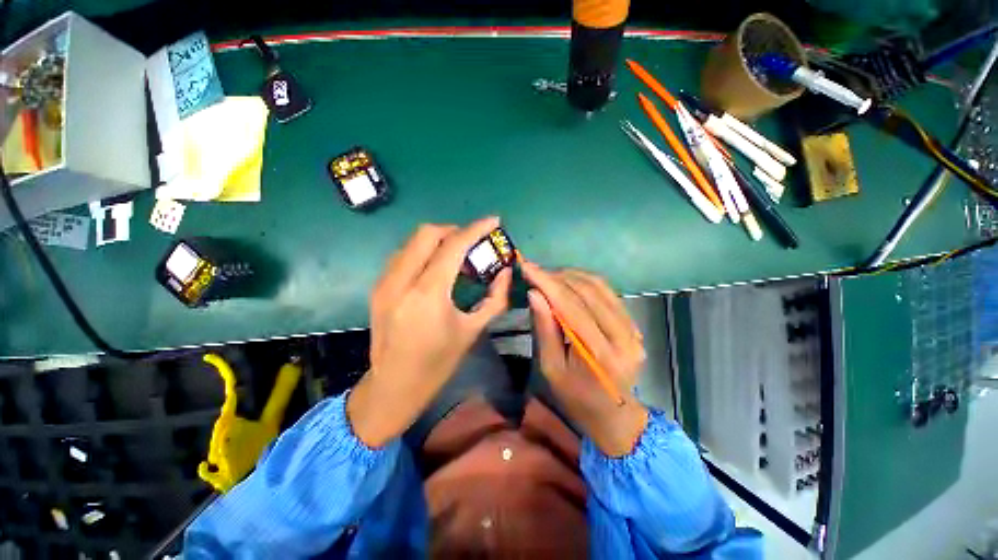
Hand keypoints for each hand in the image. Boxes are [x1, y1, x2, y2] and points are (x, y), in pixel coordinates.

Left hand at [347, 218, 511, 447]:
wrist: (394, 386)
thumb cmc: (438, 363)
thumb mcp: (472, 330)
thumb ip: (495, 297)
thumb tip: (506, 271)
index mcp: (428, 294)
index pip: (453, 246)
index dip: (475, 229)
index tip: (493, 221)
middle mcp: (401, 281)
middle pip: (427, 233)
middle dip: (454, 229)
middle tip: (473, 240)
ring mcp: (384, 282)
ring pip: (412, 241)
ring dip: (437, 239)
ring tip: (456, 252)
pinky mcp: (378, 287)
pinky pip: (403, 255)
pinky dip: (423, 251)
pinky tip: (435, 265)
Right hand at [521, 262, 647, 456]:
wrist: (613, 414)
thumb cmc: (575, 397)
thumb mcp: (551, 368)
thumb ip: (544, 329)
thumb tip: (534, 293)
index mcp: (599, 355)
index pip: (571, 307)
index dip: (547, 283)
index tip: (526, 267)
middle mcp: (623, 337)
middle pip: (587, 292)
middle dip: (557, 276)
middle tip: (534, 271)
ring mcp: (633, 329)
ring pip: (599, 287)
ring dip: (570, 276)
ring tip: (548, 275)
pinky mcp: (634, 325)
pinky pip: (608, 293)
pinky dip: (585, 282)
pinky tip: (568, 282)